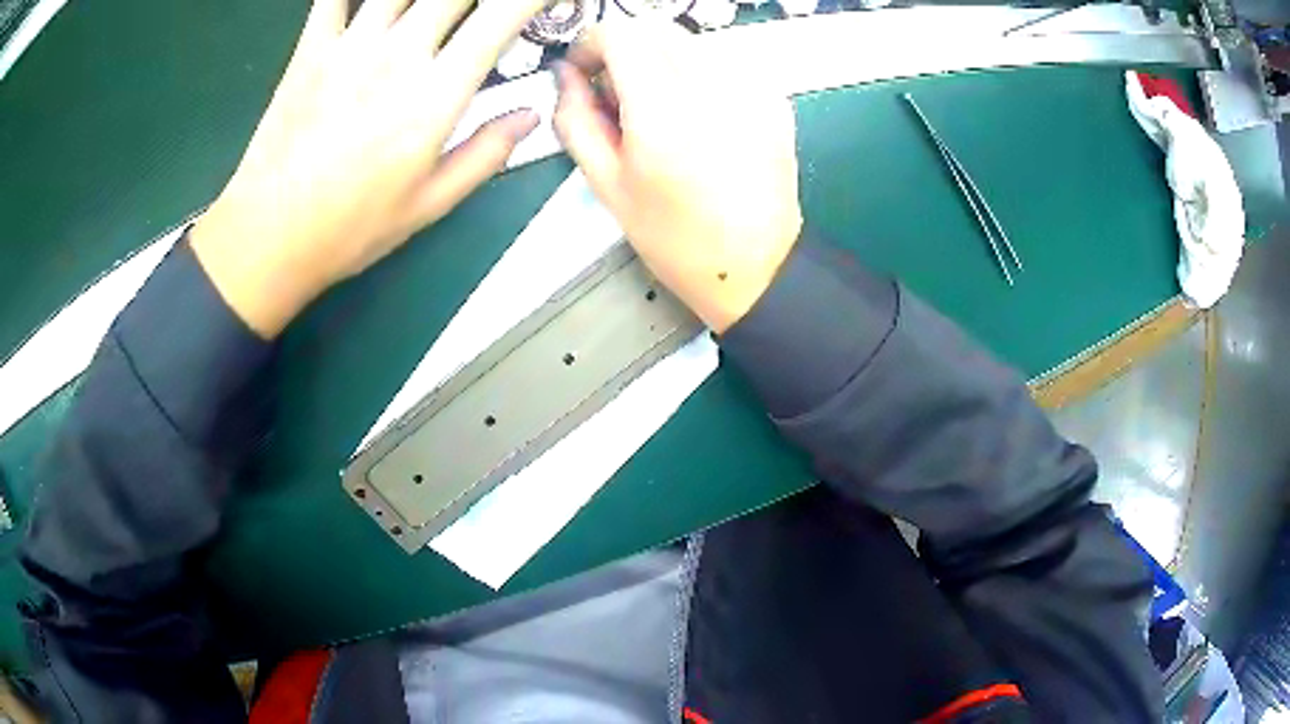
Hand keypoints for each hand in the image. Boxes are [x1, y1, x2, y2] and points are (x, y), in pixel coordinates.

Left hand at [192, 0, 543, 337]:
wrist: (267, 239)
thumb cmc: (349, 229)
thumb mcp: (430, 204)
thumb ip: (486, 153)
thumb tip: (530, 116)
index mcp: (435, 93)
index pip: (502, 15)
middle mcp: (397, 53)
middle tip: (485, 11)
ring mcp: (349, 45)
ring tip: (435, 8)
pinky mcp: (310, 48)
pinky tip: (370, 0)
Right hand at [553, 21, 802, 333]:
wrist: (755, 265)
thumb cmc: (675, 237)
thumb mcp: (608, 185)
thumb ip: (576, 120)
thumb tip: (565, 76)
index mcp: (663, 110)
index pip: (620, 33)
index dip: (591, 43)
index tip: (585, 71)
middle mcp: (712, 85)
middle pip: (655, 27)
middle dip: (625, 47)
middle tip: (616, 91)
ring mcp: (751, 88)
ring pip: (690, 40)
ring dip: (661, 58)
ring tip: (657, 107)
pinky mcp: (774, 97)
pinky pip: (724, 61)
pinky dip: (698, 72)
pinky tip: (697, 115)